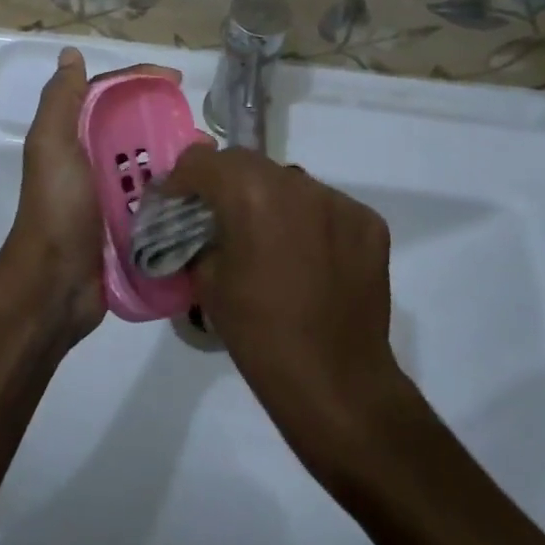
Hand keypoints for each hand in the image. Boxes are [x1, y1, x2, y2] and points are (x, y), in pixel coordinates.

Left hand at [0, 47, 180, 346]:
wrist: (54, 285)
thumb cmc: (57, 208)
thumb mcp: (51, 146)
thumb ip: (61, 101)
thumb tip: (71, 54)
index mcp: (75, 137)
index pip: (111, 96)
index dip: (142, 81)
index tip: (177, 81)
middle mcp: (94, 162)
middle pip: (137, 130)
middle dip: (169, 124)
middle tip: (202, 133)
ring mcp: (113, 196)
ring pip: (152, 166)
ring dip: (180, 161)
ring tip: (211, 164)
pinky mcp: (130, 227)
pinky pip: (159, 202)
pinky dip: (179, 194)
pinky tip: (205, 194)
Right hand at [162, 146, 410, 474]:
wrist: (336, 383)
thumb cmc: (259, 335)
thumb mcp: (208, 282)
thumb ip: (200, 238)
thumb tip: (200, 227)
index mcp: (250, 193)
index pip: (202, 161)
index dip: (182, 179)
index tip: (177, 203)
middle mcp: (296, 182)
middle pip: (248, 164)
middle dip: (226, 184)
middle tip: (218, 218)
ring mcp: (338, 201)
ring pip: (290, 183)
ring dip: (271, 200)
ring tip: (268, 240)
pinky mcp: (368, 222)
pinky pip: (326, 207)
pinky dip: (310, 222)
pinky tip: (309, 259)